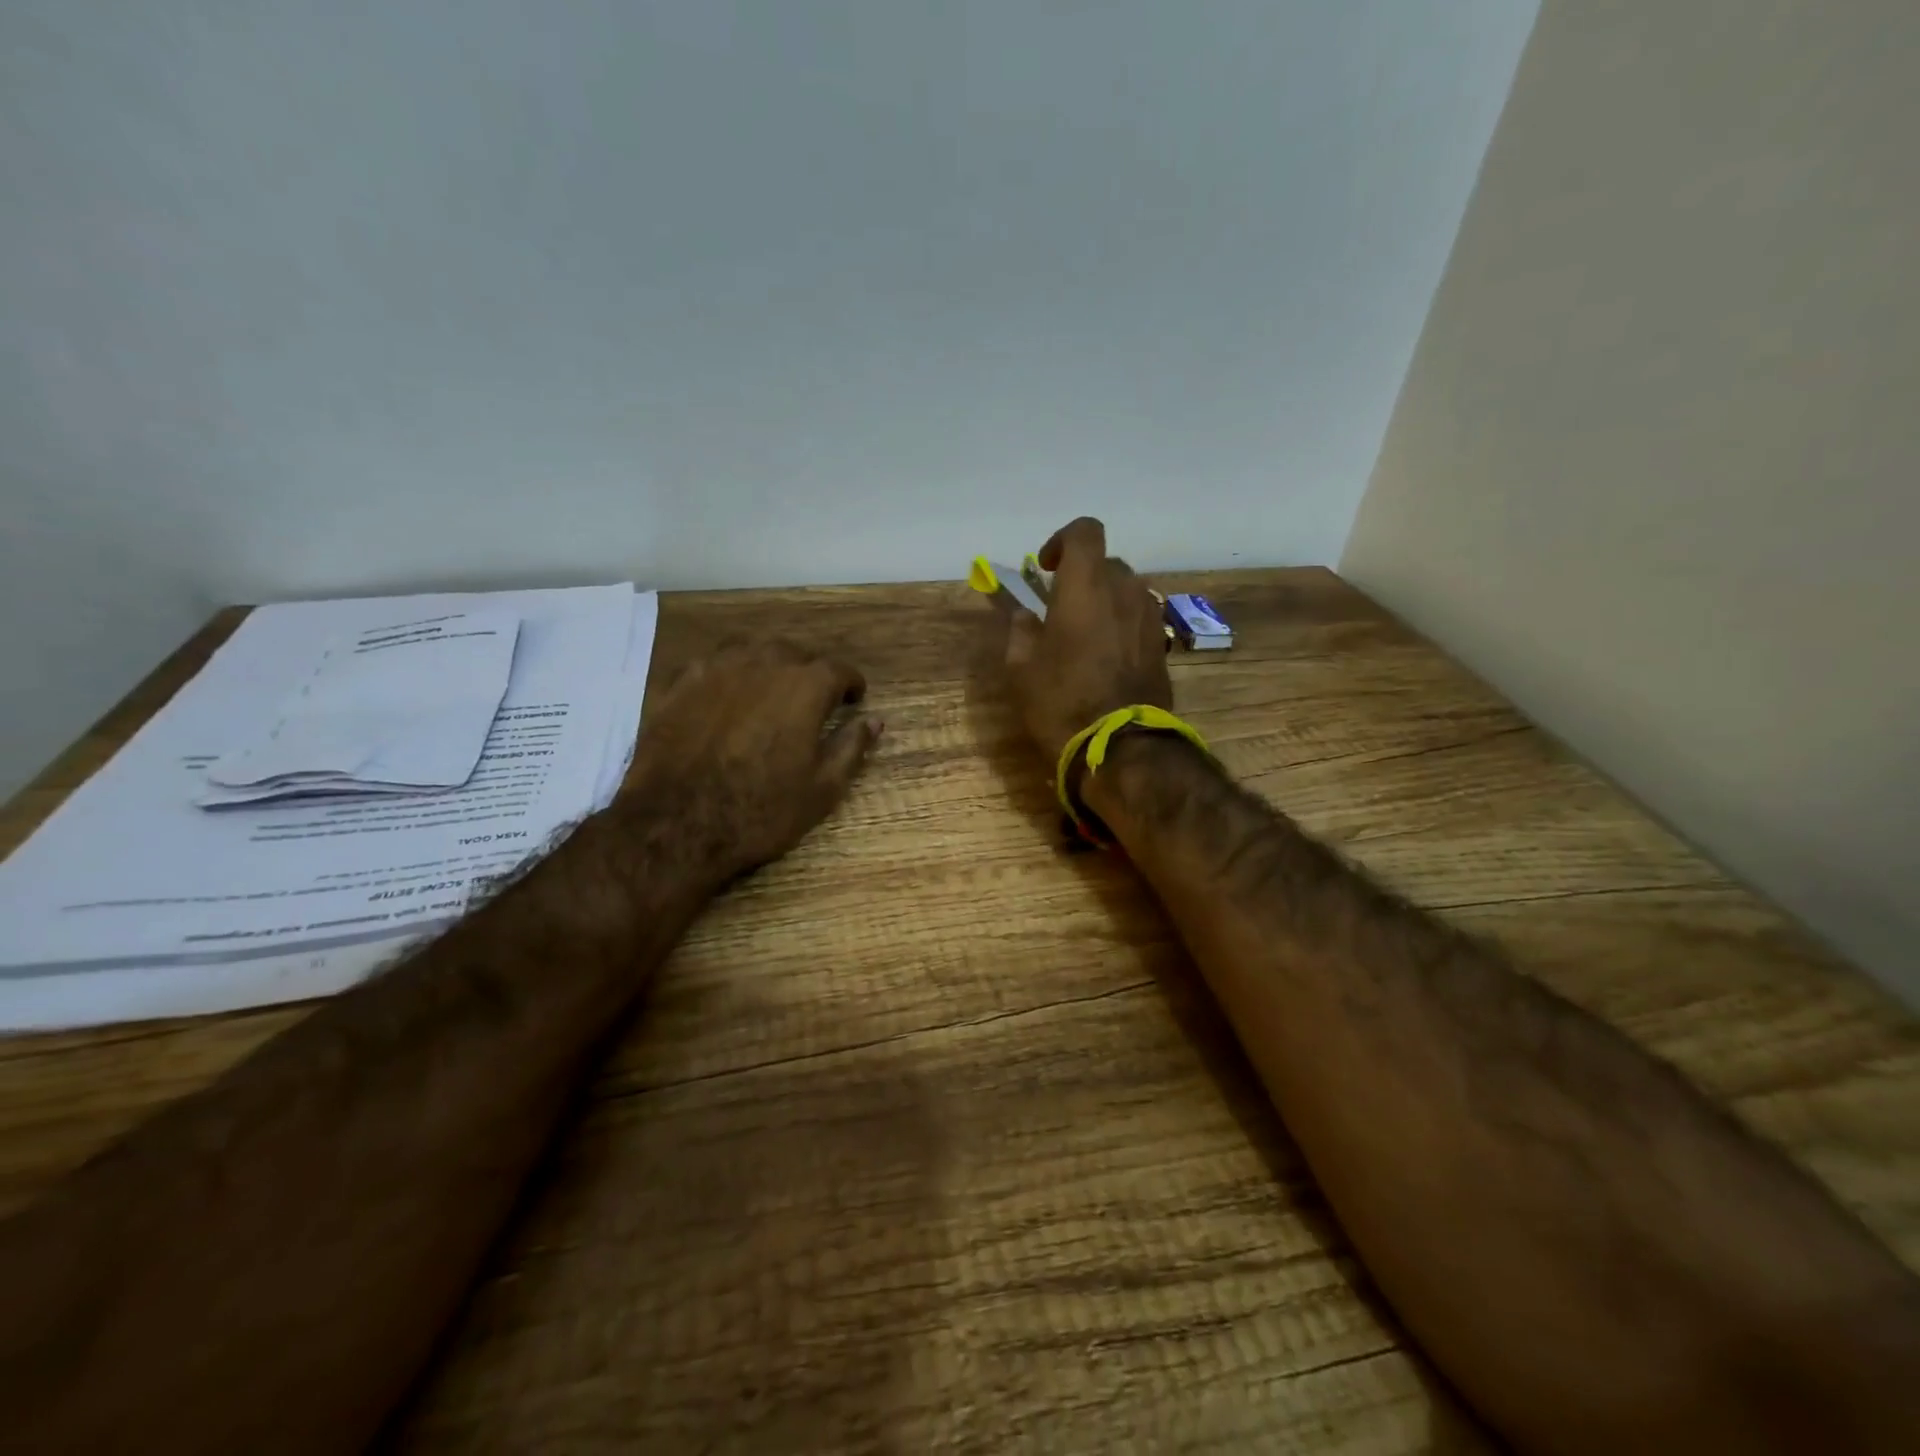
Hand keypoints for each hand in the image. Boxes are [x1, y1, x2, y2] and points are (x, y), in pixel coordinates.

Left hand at [621, 640, 881, 880]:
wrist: (677, 825)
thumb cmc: (761, 810)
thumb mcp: (822, 788)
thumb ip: (851, 747)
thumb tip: (875, 721)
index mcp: (806, 686)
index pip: (839, 670)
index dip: (851, 684)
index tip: (853, 698)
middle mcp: (764, 663)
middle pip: (794, 653)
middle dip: (809, 672)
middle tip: (812, 698)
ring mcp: (716, 668)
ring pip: (750, 650)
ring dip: (767, 664)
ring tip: (769, 688)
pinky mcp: (679, 683)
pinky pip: (711, 664)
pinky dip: (727, 674)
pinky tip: (724, 694)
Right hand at [1005, 516, 1172, 765]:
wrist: (1120, 747)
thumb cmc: (1062, 701)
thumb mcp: (1021, 668)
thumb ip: (1021, 631)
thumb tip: (1026, 616)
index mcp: (1086, 585)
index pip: (1085, 531)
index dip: (1063, 541)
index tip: (1047, 569)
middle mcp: (1124, 589)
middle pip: (1106, 563)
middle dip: (1082, 578)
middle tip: (1059, 610)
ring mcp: (1149, 616)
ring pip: (1125, 590)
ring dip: (1104, 602)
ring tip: (1083, 636)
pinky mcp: (1161, 643)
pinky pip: (1137, 618)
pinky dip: (1120, 625)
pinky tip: (1105, 657)